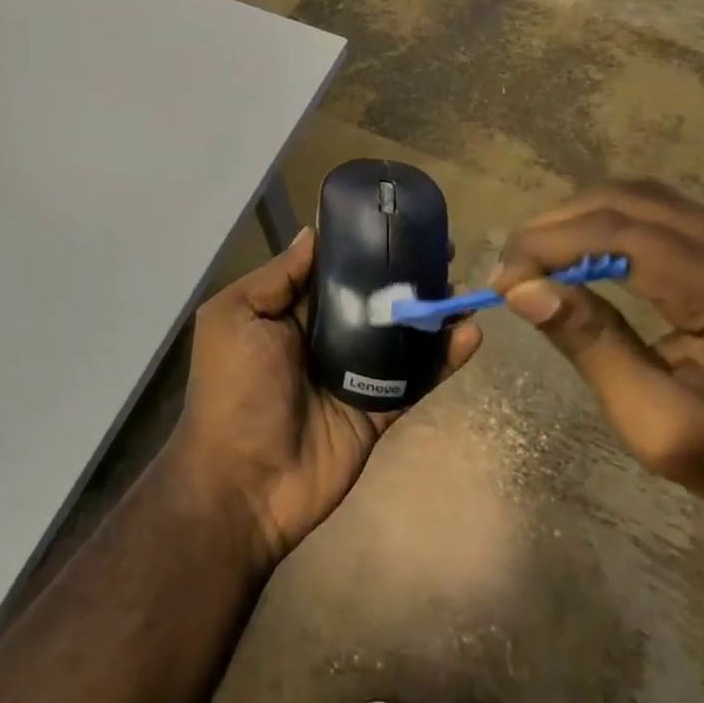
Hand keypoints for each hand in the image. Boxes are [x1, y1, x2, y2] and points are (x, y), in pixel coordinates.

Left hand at [170, 227, 482, 563]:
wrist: (242, 484)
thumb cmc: (233, 389)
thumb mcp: (235, 317)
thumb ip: (276, 277)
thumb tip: (312, 233)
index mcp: (289, 310)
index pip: (332, 268)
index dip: (362, 243)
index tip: (397, 218)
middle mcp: (324, 335)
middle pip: (372, 295)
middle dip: (404, 271)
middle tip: (443, 249)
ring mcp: (354, 373)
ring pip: (399, 332)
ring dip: (430, 309)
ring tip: (463, 285)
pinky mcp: (377, 409)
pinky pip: (415, 378)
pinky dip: (444, 358)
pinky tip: (470, 334)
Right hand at [490, 181, 703, 519]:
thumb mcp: (652, 422)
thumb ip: (589, 344)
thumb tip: (520, 288)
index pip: (621, 234)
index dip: (550, 244)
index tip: (503, 278)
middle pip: (625, 201)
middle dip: (555, 226)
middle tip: (512, 268)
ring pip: (636, 196)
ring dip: (576, 221)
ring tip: (536, 260)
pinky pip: (655, 209)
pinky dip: (605, 224)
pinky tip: (579, 254)